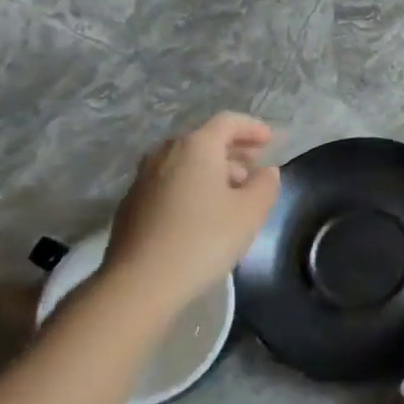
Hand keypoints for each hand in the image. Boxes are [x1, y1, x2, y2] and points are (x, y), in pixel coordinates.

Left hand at [104, 113, 278, 299]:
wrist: (141, 281)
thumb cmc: (203, 239)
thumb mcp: (250, 212)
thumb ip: (265, 185)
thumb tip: (266, 172)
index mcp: (196, 146)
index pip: (228, 122)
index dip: (252, 128)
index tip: (271, 140)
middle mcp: (165, 152)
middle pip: (204, 140)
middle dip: (233, 150)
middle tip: (255, 166)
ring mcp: (143, 177)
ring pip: (185, 162)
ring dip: (212, 170)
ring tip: (233, 192)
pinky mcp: (132, 203)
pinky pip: (170, 182)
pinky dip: (191, 186)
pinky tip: (203, 212)